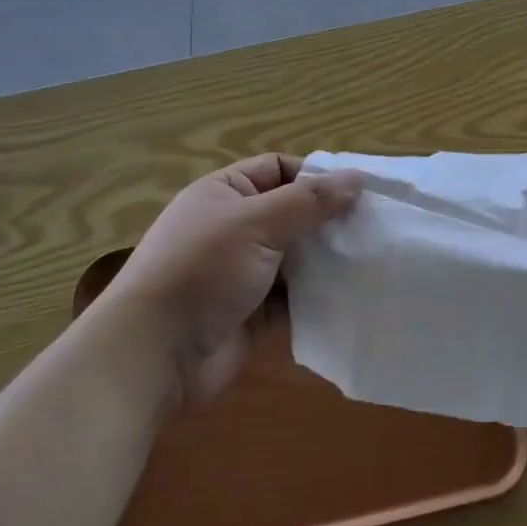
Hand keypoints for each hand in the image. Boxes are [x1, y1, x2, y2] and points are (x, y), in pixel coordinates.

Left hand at [110, 154, 361, 406]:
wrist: (153, 356)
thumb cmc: (201, 271)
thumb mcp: (256, 224)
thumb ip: (309, 202)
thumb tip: (357, 178)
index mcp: (225, 193)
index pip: (279, 169)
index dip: (316, 176)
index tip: (358, 192)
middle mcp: (234, 227)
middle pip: (292, 213)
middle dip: (329, 220)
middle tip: (374, 226)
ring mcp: (243, 271)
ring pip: (297, 255)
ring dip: (326, 259)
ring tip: (370, 258)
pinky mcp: (253, 311)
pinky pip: (294, 295)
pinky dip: (317, 294)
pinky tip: (350, 294)